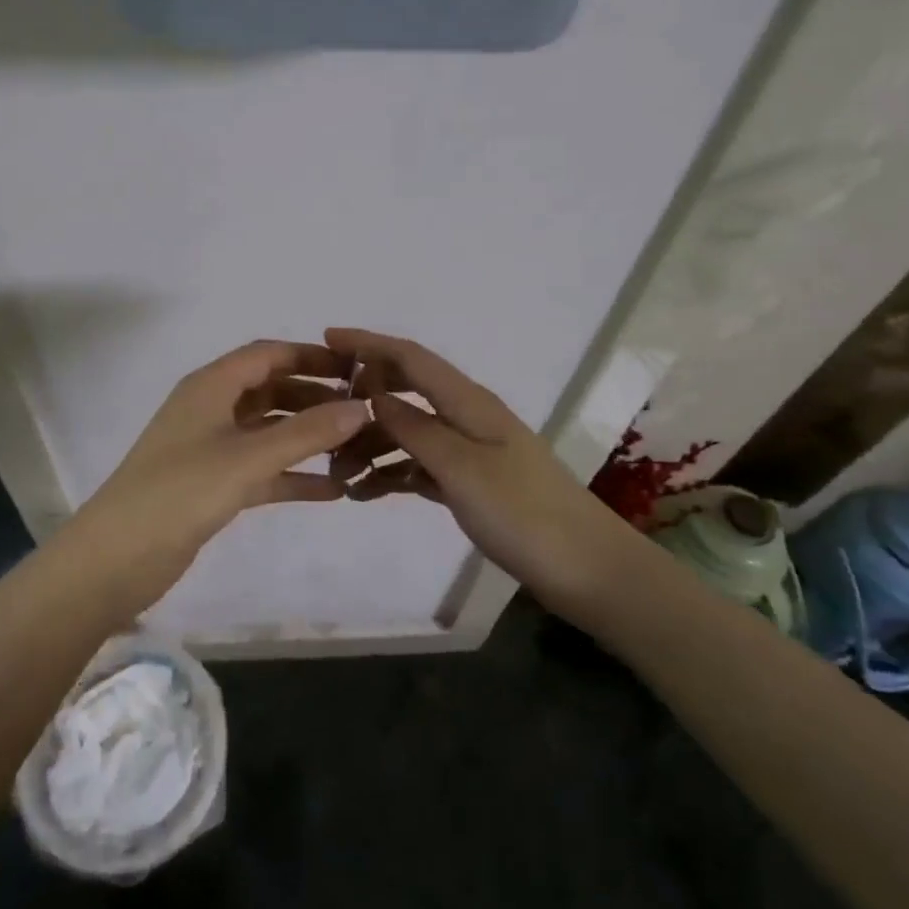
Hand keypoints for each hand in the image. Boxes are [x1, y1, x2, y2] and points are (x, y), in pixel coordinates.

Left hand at [64, 340, 370, 611]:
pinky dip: (293, 475)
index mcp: (211, 386)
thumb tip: (362, 407)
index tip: (356, 369)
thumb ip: (306, 433)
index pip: (268, 354)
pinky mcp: (212, 485)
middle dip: (315, 397)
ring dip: (307, 437)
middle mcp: (211, 408)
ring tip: (356, 447)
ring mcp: (211, 448)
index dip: (311, 357)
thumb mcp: (247, 459)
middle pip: (271, 390)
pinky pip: (263, 470)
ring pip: (269, 431)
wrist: (114, 560)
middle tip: (364, 411)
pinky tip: (332, 490)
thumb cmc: (179, 493)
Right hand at [323, 328, 643, 607]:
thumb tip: (373, 393)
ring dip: (372, 446)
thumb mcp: (461, 467)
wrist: (588, 571)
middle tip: (320, 420)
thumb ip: (414, 428)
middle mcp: (468, 417)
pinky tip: (367, 494)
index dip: (369, 344)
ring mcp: (471, 451)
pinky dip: (393, 474)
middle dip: (362, 400)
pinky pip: (421, 466)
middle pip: (406, 392)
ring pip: (409, 433)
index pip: (411, 358)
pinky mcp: (473, 483)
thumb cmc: (523, 513)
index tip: (326, 338)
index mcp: (469, 402)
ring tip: (338, 476)